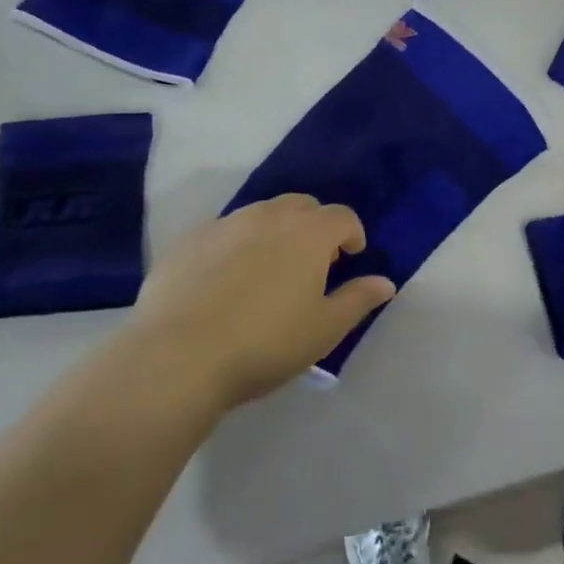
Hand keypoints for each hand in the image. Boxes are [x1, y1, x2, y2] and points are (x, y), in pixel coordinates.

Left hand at [129, 195, 394, 411]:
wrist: (178, 357)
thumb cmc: (265, 343)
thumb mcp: (324, 329)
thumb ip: (358, 300)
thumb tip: (386, 282)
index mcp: (309, 233)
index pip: (342, 216)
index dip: (351, 234)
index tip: (350, 257)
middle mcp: (269, 216)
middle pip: (302, 206)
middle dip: (314, 227)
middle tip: (311, 264)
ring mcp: (225, 224)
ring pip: (261, 214)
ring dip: (274, 232)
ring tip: (268, 272)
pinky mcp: (188, 241)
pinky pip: (223, 232)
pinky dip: (235, 245)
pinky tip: (224, 281)